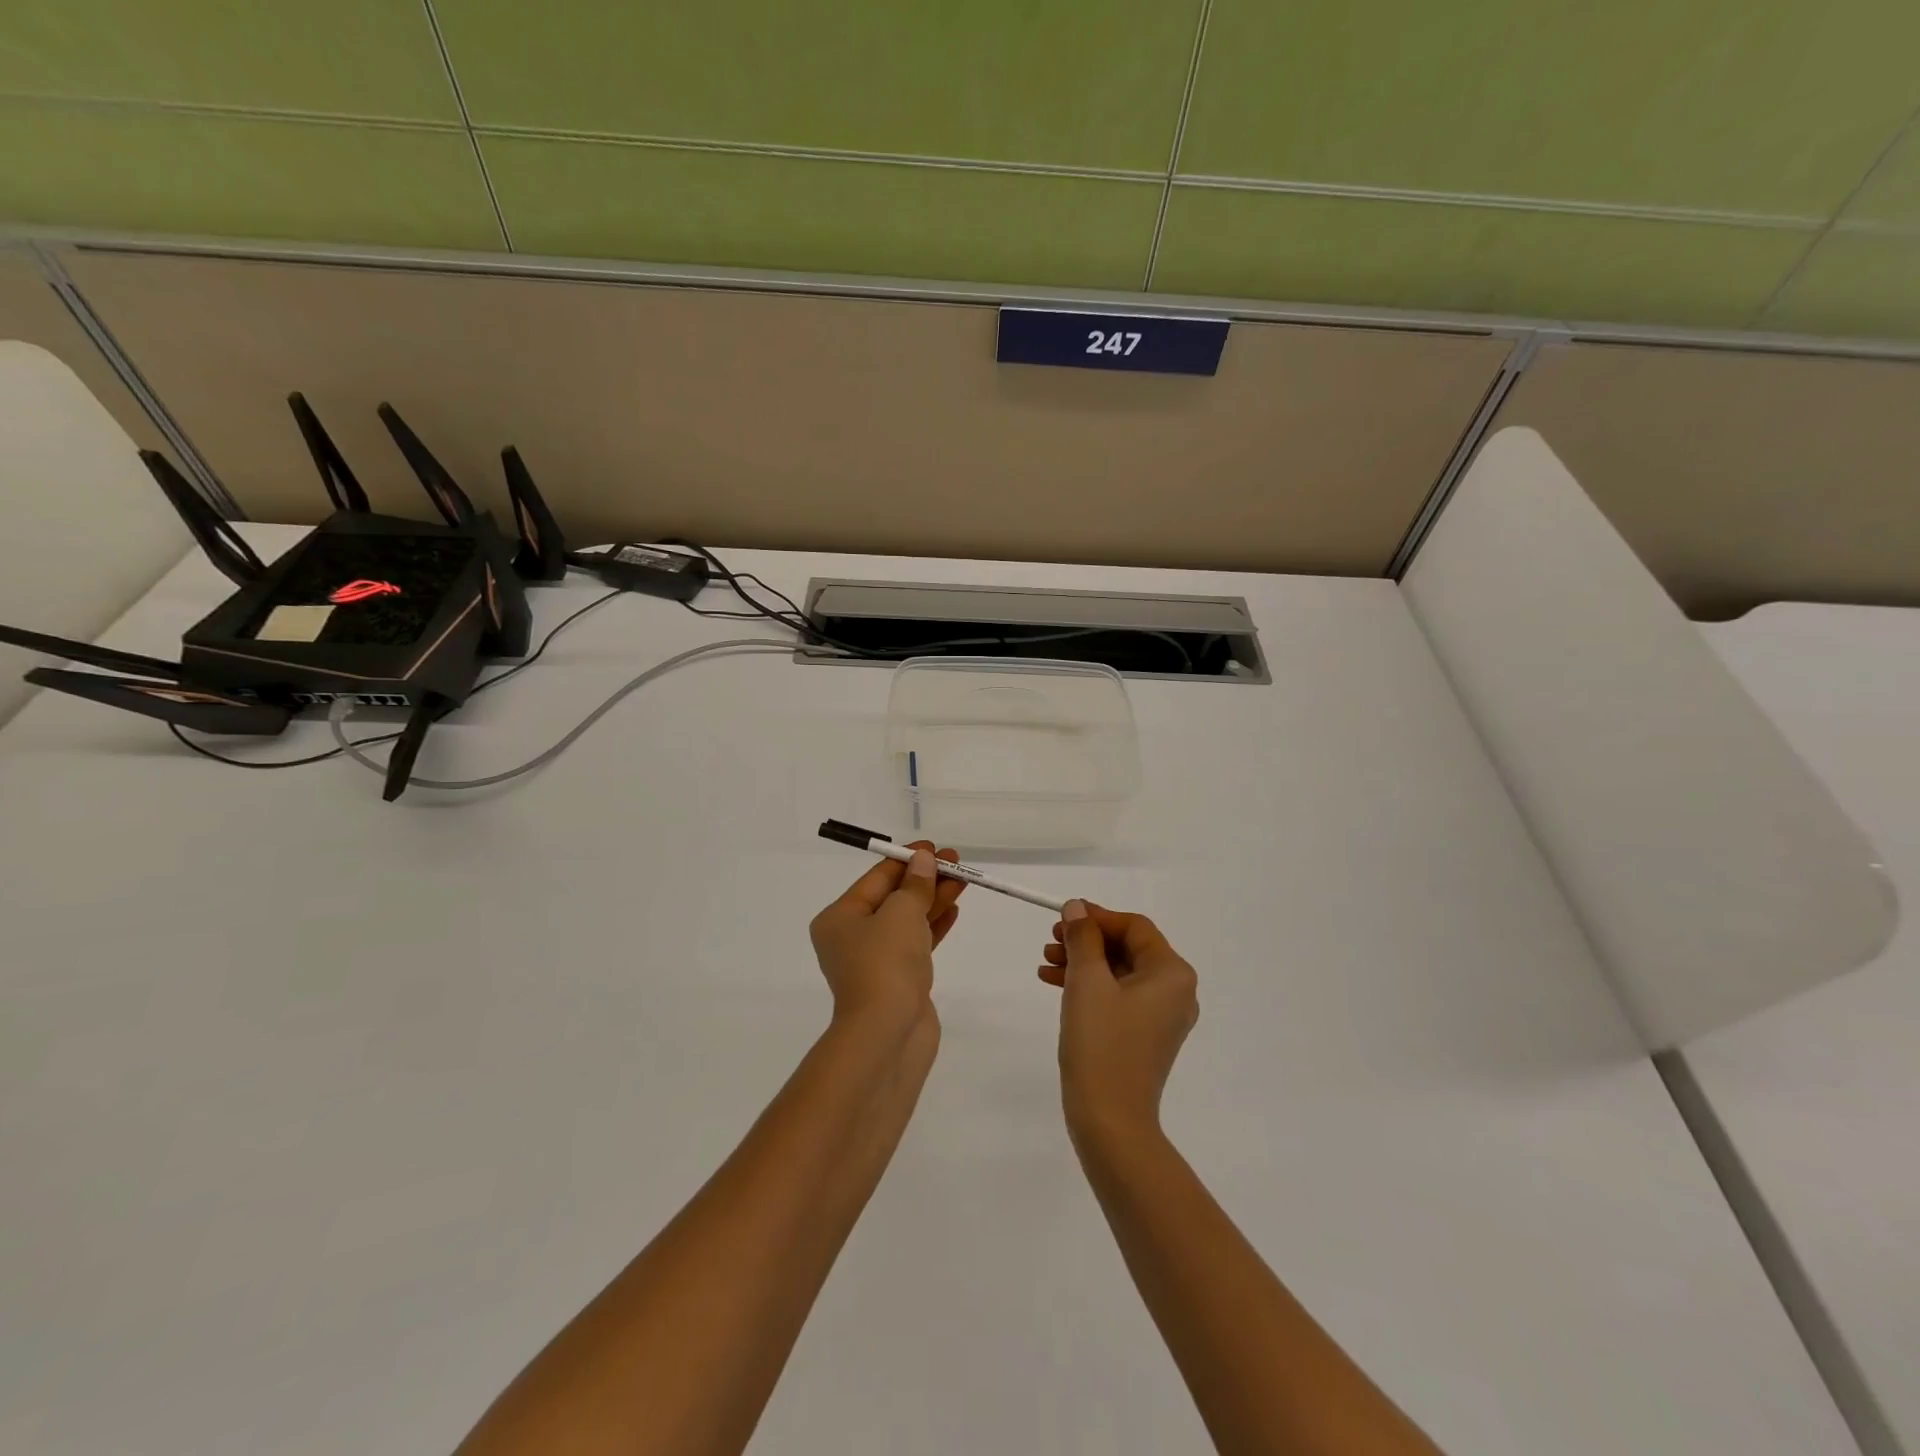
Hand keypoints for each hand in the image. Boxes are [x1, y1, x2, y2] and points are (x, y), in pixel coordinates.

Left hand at [810, 842, 964, 1032]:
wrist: (887, 1036)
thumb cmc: (886, 964)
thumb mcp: (901, 913)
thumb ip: (915, 884)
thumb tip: (923, 861)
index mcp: (840, 918)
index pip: (876, 879)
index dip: (907, 860)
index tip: (934, 848)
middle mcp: (852, 938)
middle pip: (893, 897)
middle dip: (924, 878)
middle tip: (955, 861)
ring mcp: (875, 962)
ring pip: (908, 920)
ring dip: (933, 899)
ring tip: (963, 880)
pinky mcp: (898, 981)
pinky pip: (917, 943)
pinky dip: (934, 925)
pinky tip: (953, 909)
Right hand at [1040, 901, 1198, 1146]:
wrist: (1110, 1121)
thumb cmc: (1102, 1043)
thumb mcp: (1087, 981)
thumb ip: (1082, 938)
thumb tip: (1077, 908)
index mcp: (1172, 973)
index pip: (1134, 927)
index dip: (1097, 917)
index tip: (1063, 918)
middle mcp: (1175, 991)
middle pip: (1127, 948)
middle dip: (1086, 941)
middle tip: (1050, 940)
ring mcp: (1161, 1016)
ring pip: (1119, 972)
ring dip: (1082, 962)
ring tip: (1045, 963)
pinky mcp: (1144, 1036)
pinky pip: (1117, 996)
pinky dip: (1089, 986)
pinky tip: (1054, 983)